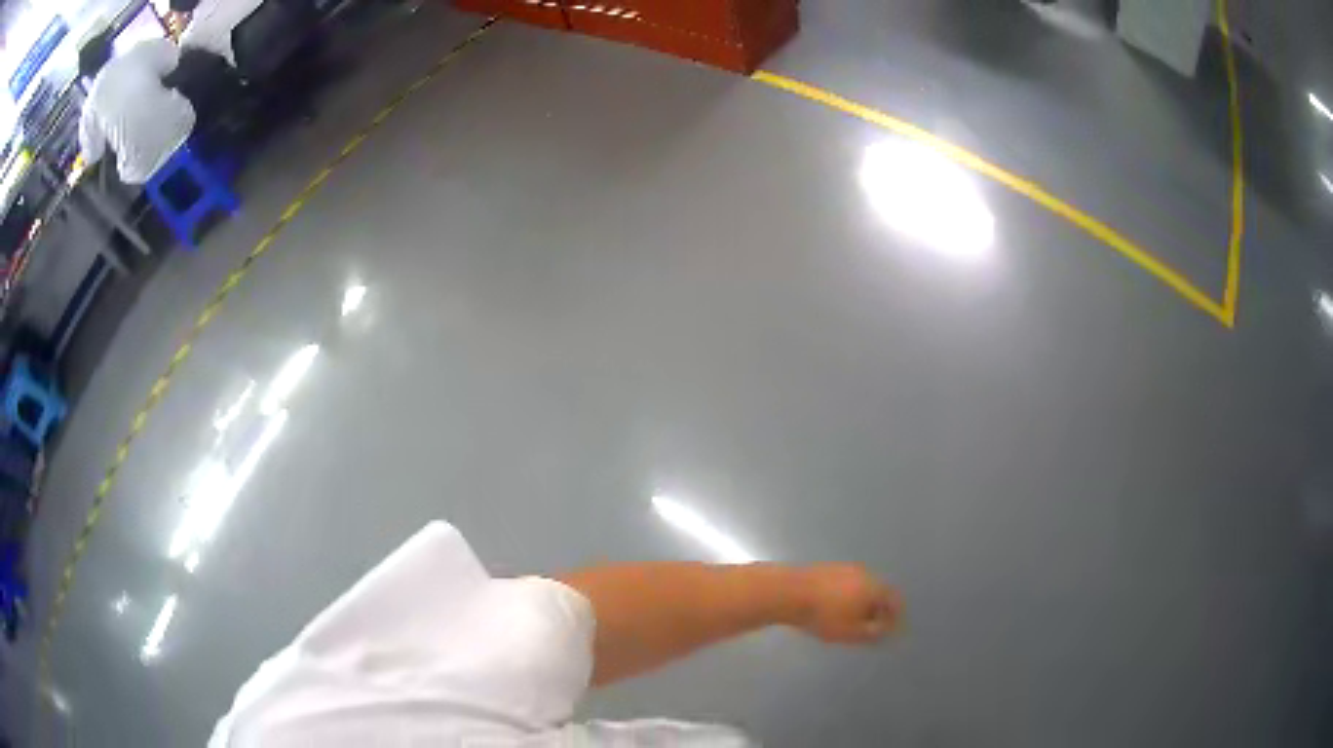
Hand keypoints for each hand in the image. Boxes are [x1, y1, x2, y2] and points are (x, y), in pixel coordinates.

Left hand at [791, 563, 902, 643]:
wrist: (788, 591)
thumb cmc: (824, 615)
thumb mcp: (852, 633)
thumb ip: (873, 633)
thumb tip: (883, 630)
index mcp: (876, 586)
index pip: (895, 601)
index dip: (895, 618)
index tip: (889, 632)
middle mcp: (865, 573)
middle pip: (880, 593)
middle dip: (878, 611)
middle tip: (871, 628)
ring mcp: (846, 568)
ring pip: (862, 588)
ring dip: (862, 604)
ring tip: (852, 622)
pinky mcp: (828, 569)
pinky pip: (846, 585)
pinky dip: (847, 598)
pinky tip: (835, 610)